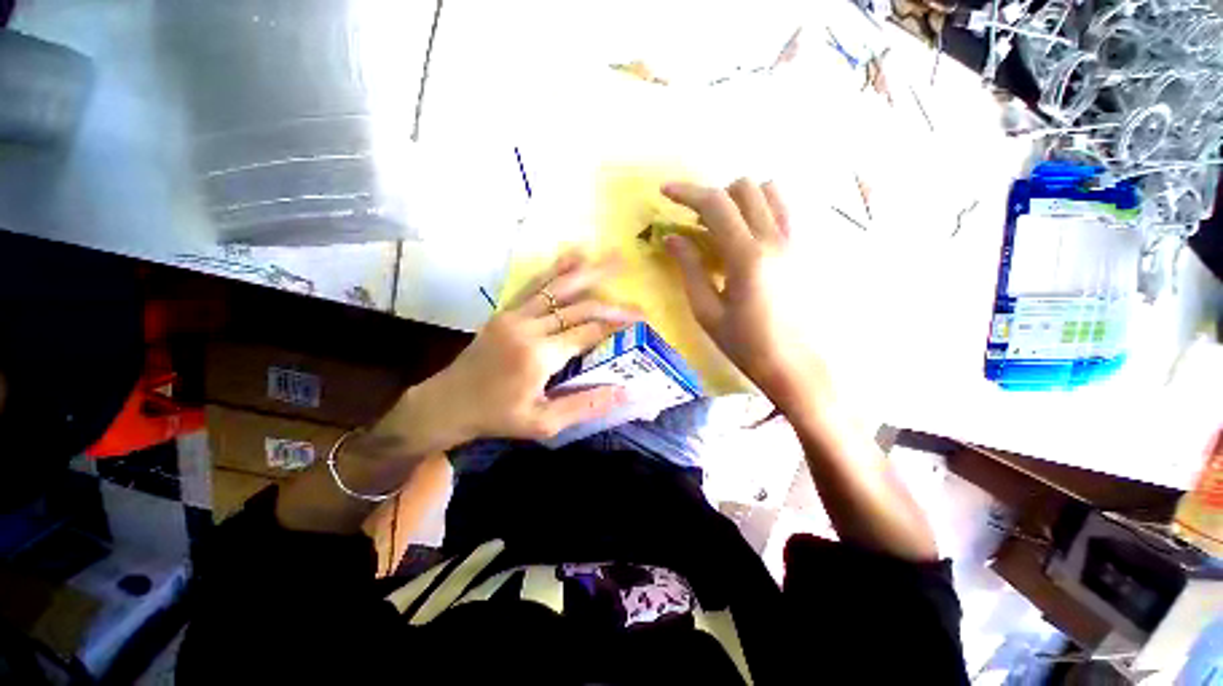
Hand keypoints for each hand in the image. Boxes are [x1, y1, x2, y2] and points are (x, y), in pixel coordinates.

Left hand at [387, 251, 639, 444]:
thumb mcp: (544, 423)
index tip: (642, 321)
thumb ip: (585, 405)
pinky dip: (556, 269)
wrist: (447, 403)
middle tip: (638, 302)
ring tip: (613, 258)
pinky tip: (573, 255)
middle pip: (580, 308)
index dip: (617, 325)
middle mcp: (529, 328)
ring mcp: (515, 315)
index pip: (589, 332)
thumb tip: (625, 391)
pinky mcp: (506, 311)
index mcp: (540, 356)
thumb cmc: (497, 417)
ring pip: (559, 287)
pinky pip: (534, 285)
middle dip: (612, 304)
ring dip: (589, 272)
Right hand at [662, 179, 822, 413]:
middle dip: (714, 196)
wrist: (795, 366)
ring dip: (742, 199)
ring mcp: (798, 242)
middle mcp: (776, 239)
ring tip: (726, 226)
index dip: (687, 193)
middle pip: (745, 188)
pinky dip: (764, 209)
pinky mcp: (807, 250)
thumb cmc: (745, 344)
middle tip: (698, 221)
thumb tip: (671, 238)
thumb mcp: (707, 311)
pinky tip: (752, 235)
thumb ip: (689, 268)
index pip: (715, 205)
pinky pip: (787, 211)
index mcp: (747, 257)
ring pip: (771, 192)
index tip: (666, 192)